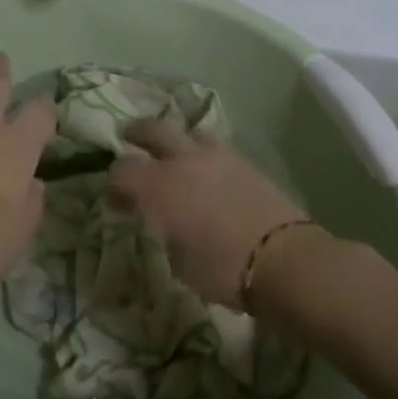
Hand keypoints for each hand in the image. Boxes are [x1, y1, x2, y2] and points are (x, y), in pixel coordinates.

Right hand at [108, 118, 310, 309]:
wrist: (284, 260)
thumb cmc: (222, 269)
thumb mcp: (178, 262)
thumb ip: (163, 232)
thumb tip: (162, 221)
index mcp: (158, 186)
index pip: (121, 170)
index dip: (113, 183)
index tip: (117, 200)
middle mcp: (182, 160)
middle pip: (151, 129)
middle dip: (136, 134)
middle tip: (130, 140)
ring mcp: (216, 156)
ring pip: (188, 131)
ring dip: (176, 140)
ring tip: (176, 155)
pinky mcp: (244, 161)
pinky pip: (215, 147)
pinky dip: (203, 154)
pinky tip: (207, 171)